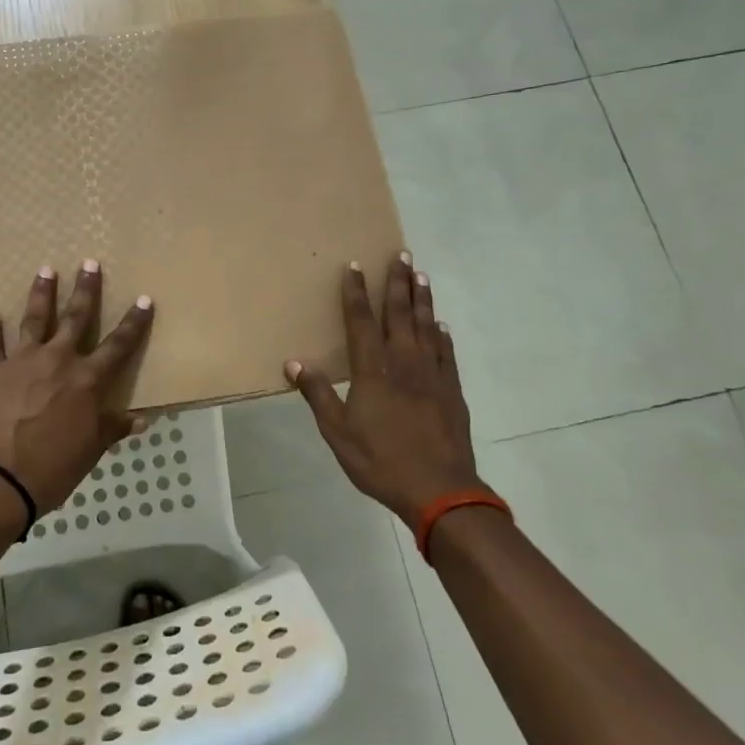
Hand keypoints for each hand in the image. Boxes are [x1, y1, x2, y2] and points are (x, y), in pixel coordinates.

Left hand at [0, 261, 154, 513]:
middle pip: (76, 318)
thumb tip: (141, 419)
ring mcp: (23, 361)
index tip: (144, 299)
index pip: (119, 345)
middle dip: (86, 290)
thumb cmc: (52, 467)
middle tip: (89, 263)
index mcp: (87, 380)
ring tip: (45, 270)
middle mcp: (58, 360)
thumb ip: (112, 428)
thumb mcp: (91, 450)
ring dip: (41, 294)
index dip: (134, 322)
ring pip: (35, 319)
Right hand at [285, 253, 484, 523]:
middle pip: (400, 314)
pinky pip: (446, 353)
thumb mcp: (338, 432)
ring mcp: (432, 374)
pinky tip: (442, 326)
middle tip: (401, 255)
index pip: (361, 321)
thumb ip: (317, 394)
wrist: (439, 490)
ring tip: (421, 276)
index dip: (356, 293)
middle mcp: (404, 362)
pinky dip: (442, 335)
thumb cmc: (381, 460)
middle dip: (398, 283)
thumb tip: (293, 363)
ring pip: (427, 327)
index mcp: (373, 370)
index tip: (354, 267)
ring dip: (423, 300)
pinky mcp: (452, 390)